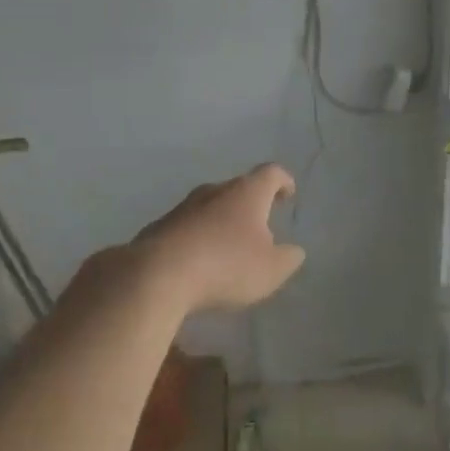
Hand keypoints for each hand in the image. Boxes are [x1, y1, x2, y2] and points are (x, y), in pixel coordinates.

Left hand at [132, 163, 306, 313]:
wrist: (155, 277)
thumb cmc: (226, 266)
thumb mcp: (271, 270)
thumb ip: (288, 258)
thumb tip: (293, 251)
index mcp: (246, 193)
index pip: (271, 173)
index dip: (283, 181)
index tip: (288, 195)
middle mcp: (214, 191)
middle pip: (238, 189)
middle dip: (251, 205)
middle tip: (261, 228)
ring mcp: (182, 208)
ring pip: (210, 208)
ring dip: (222, 223)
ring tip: (230, 249)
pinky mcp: (158, 228)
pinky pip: (187, 228)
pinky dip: (198, 240)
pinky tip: (199, 264)